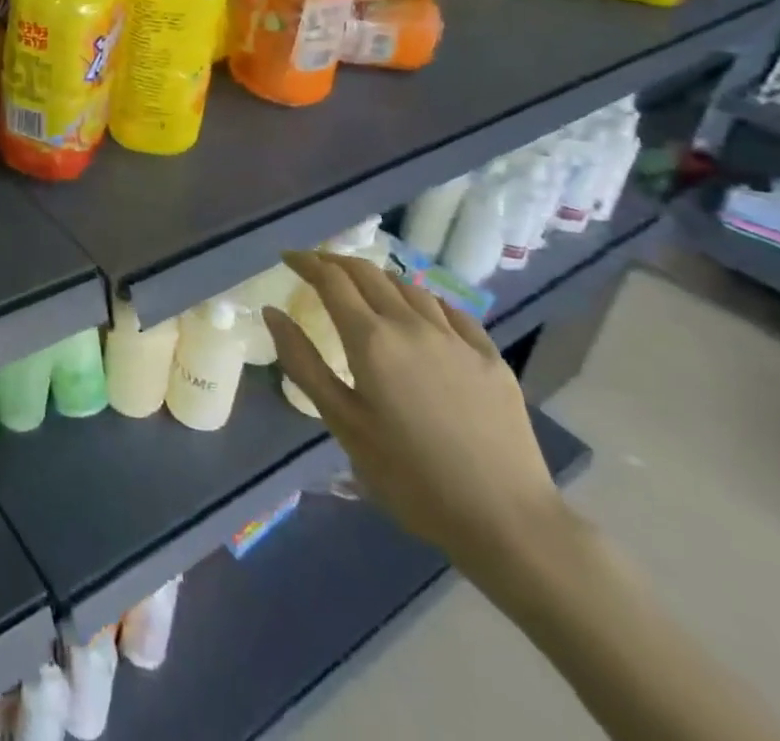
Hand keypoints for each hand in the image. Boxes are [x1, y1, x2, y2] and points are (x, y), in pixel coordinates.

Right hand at [263, 252, 566, 579]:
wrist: (507, 521)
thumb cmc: (410, 476)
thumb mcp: (342, 423)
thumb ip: (303, 362)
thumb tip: (272, 312)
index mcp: (371, 339)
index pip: (331, 280)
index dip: (306, 262)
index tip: (288, 258)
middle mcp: (412, 325)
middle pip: (368, 273)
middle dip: (336, 262)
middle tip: (316, 267)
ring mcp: (456, 339)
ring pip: (409, 286)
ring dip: (377, 278)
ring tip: (363, 287)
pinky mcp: (490, 358)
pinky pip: (450, 311)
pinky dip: (422, 300)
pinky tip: (420, 313)